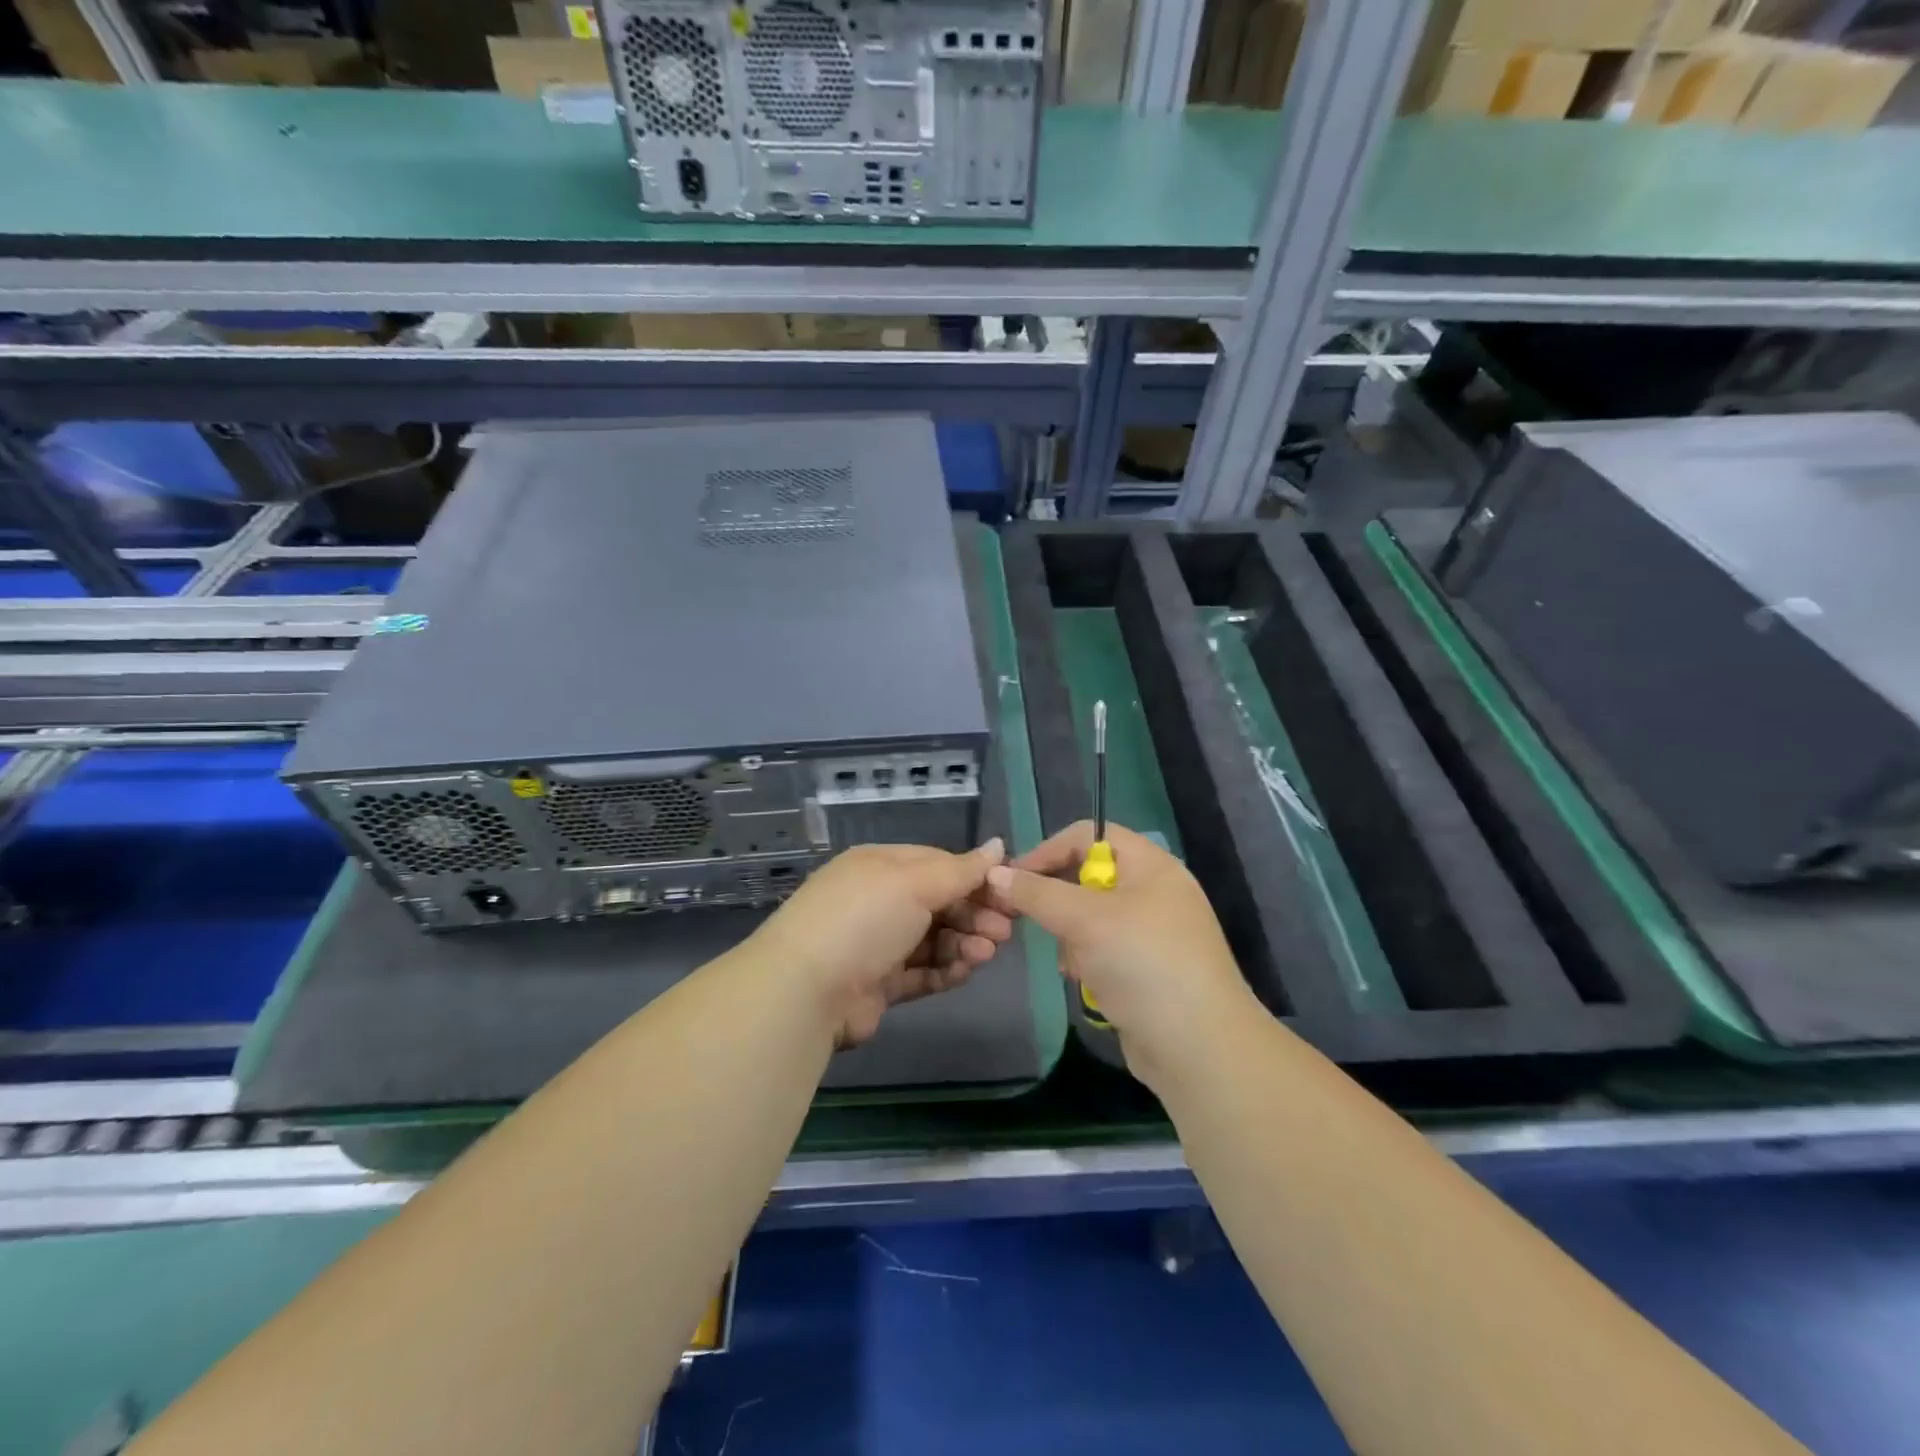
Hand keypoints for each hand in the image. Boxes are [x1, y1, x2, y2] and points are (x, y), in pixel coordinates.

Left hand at [746, 839, 1013, 1047]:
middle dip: (974, 914)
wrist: (806, 991)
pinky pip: (921, 972)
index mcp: (881, 866)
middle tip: (1005, 932)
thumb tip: (998, 845)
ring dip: (963, 944)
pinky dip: (945, 970)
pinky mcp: (878, 984)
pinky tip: (966, 972)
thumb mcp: (914, 882)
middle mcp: (878, 901)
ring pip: (933, 939)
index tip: (1008, 892)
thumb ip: (960, 869)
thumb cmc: (864, 919)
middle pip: (938, 903)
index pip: (938, 864)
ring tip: (986, 954)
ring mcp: (876, 944)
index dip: (974, 878)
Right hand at [986, 821, 1257, 1082]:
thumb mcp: (1085, 920)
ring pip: (1090, 918)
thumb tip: (995, 874)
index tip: (1014, 879)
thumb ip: (1037, 893)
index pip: (1089, 835)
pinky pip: (1103, 950)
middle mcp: (1154, 891)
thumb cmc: (1143, 964)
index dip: (1049, 850)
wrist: (1199, 1048)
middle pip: (1087, 877)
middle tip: (1033, 923)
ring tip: (1074, 964)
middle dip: (1059, 902)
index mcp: (1150, 865)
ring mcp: (1152, 933)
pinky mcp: (1147, 969)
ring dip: (1073, 939)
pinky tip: (1088, 983)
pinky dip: (1089, 962)